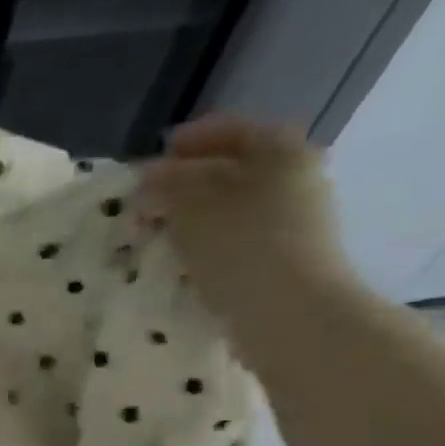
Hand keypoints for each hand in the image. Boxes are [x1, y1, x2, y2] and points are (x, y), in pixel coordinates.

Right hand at [135, 115, 352, 316]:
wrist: (290, 314)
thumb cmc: (240, 246)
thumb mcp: (189, 205)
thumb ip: (165, 183)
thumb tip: (150, 178)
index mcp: (280, 149)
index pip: (227, 131)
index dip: (185, 143)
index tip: (149, 162)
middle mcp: (295, 177)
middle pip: (232, 170)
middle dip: (187, 184)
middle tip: (148, 203)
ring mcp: (296, 221)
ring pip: (234, 207)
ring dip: (195, 217)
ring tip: (159, 234)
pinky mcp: (287, 259)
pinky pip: (239, 240)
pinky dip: (210, 244)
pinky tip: (184, 261)